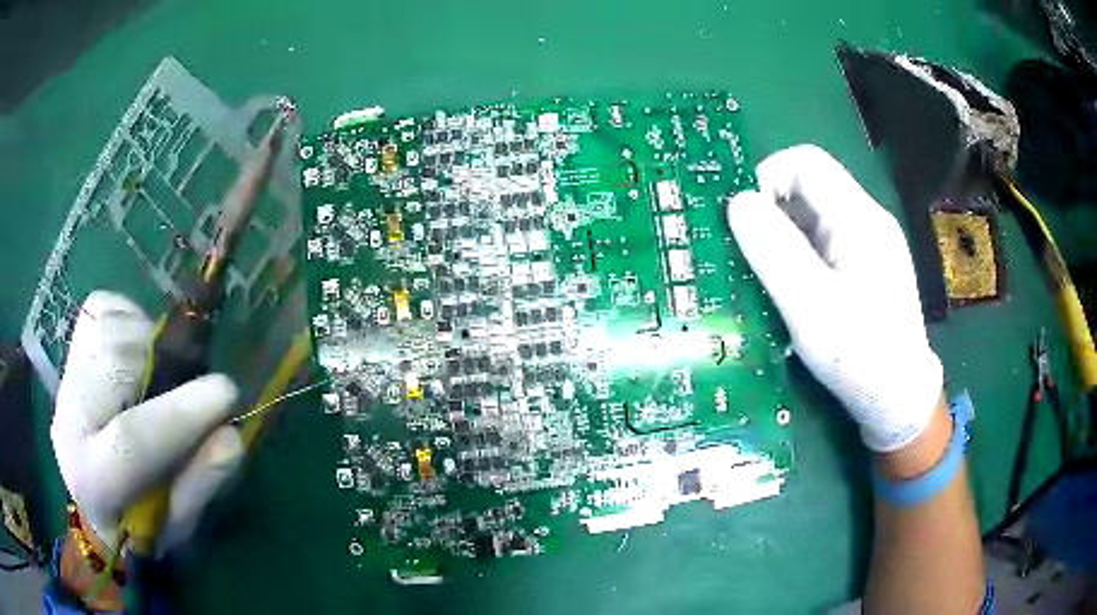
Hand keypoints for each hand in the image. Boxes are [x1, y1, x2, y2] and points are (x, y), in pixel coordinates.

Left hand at [51, 291, 243, 554]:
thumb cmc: (139, 526)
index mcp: (94, 480)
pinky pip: (102, 309)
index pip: (130, 438)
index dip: (182, 413)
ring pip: (111, 329)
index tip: (227, 395)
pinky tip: (140, 349)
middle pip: (115, 365)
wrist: (90, 500)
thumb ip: (200, 484)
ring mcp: (66, 378)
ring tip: (163, 374)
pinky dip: (131, 317)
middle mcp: (69, 420)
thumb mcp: (176, 524)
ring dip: (150, 343)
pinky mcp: (71, 349)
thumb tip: (231, 435)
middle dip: (165, 367)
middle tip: (192, 387)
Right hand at [728, 145, 942, 452]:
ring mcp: (871, 243)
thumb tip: (739, 201)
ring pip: (815, 214)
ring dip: (785, 234)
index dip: (768, 177)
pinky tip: (794, 288)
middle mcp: (868, 220)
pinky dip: (801, 252)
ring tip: (769, 276)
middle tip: (752, 256)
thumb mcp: (811, 307)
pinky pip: (826, 239)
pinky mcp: (868, 265)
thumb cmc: (859, 356)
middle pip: (810, 186)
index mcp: (859, 219)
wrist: (900, 399)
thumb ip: (775, 250)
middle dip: (774, 211)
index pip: (805, 162)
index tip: (745, 220)